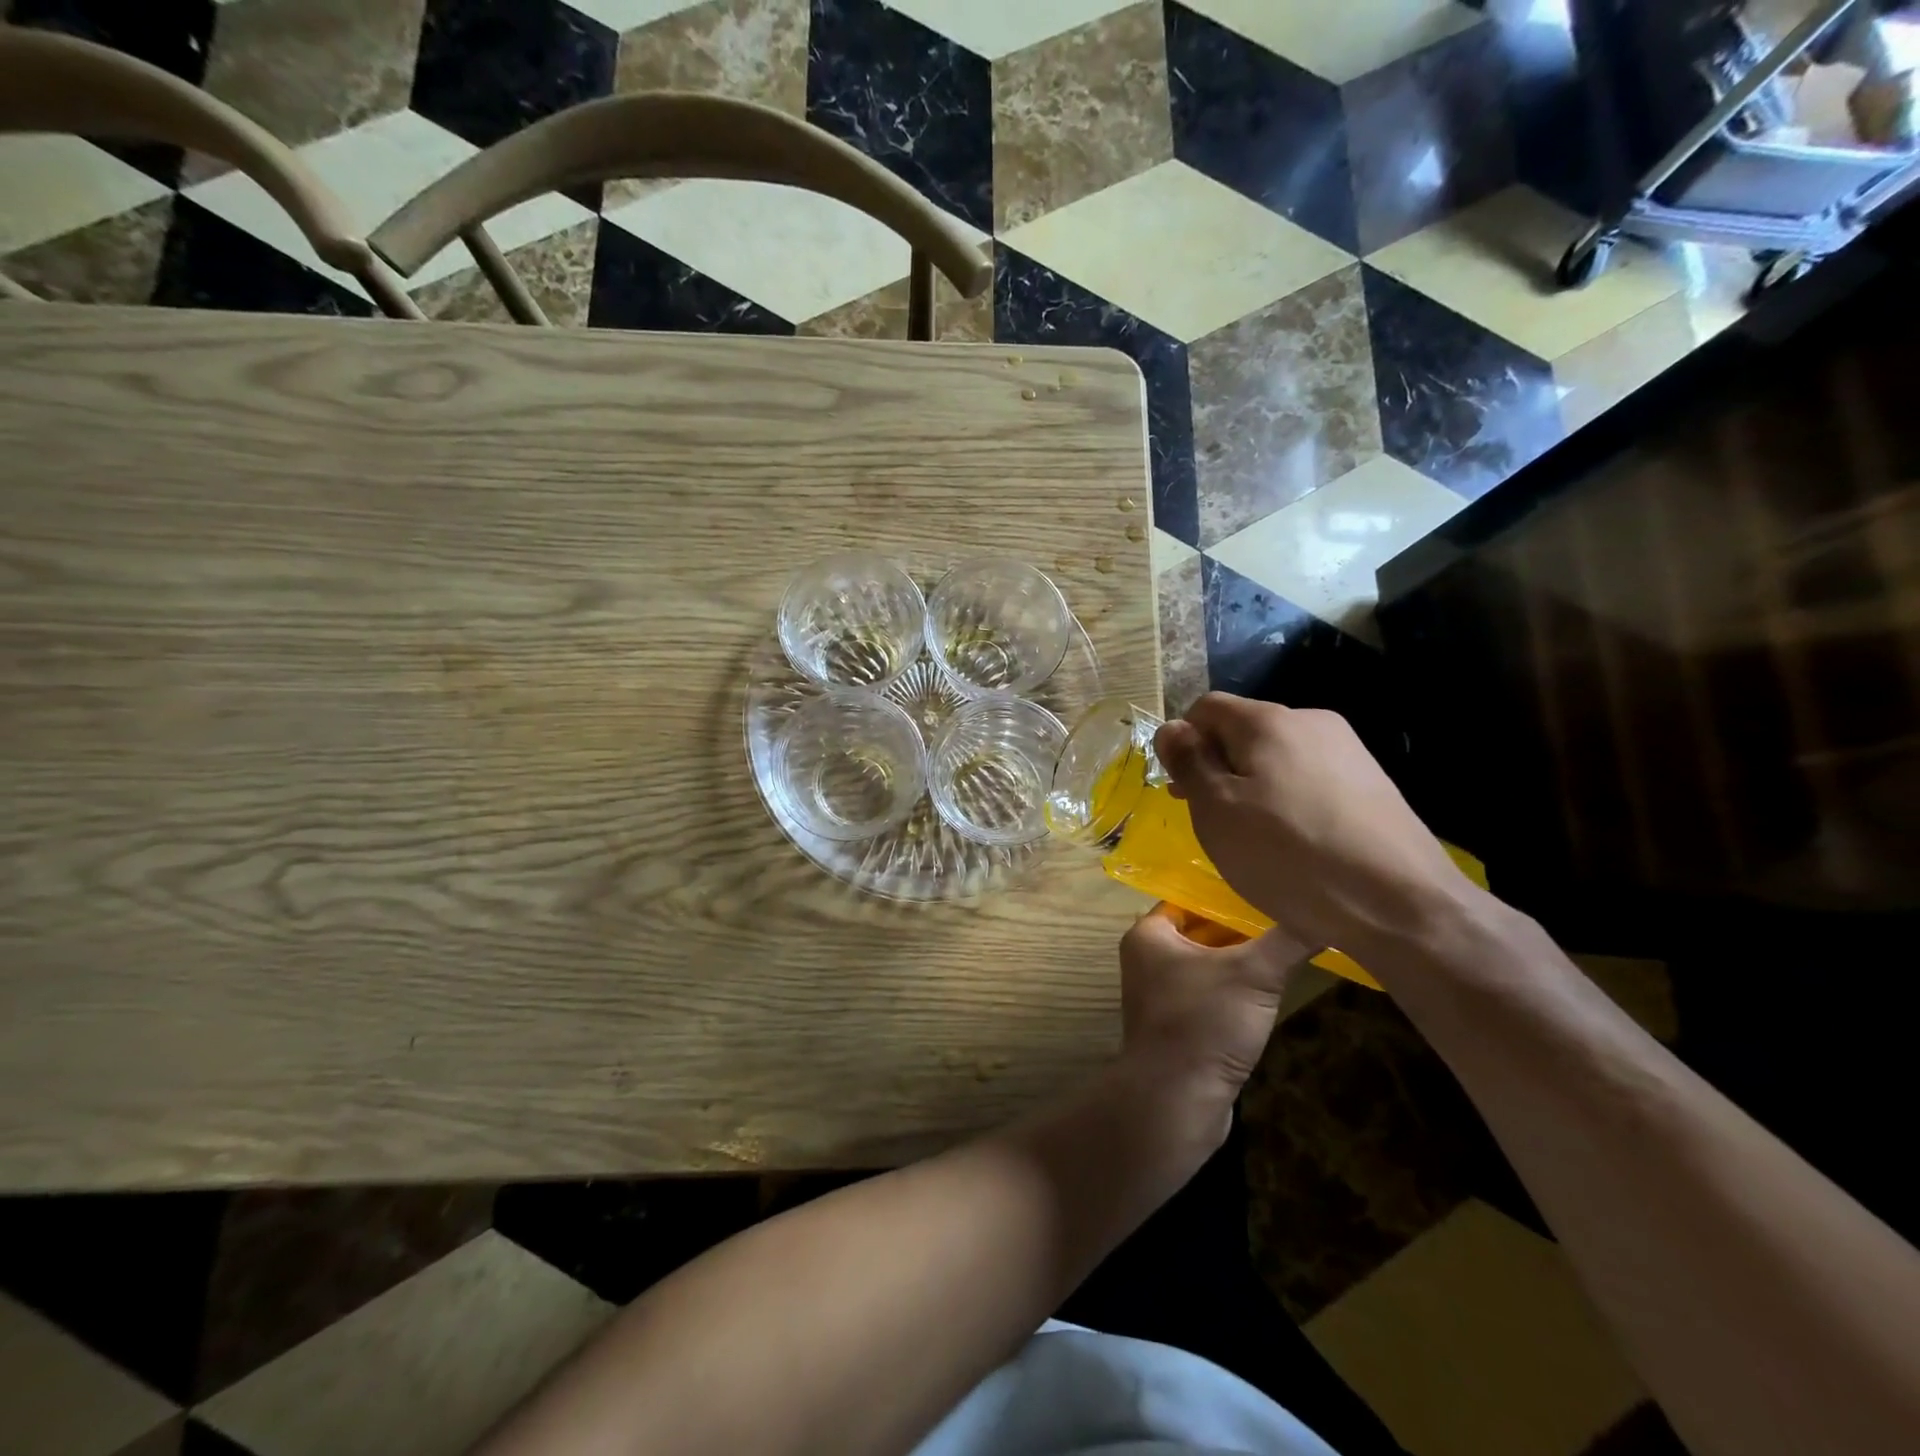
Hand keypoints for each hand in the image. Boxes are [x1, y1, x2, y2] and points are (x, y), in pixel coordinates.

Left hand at [1117, 904, 1307, 1142]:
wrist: (1177, 1100)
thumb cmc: (1205, 1022)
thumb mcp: (1254, 974)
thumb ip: (1288, 939)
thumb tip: (1328, 911)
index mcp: (1150, 934)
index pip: (1192, 897)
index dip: (1230, 892)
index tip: (1270, 886)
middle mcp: (1149, 958)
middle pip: (1203, 930)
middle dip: (1242, 926)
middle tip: (1288, 914)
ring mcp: (1162, 993)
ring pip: (1209, 963)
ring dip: (1243, 959)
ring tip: (1289, 944)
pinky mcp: (1179, 1024)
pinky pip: (1211, 993)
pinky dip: (1237, 988)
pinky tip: (1272, 988)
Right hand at [1154, 693, 1469, 955]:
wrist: (1401, 904)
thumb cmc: (1289, 855)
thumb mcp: (1217, 811)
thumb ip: (1189, 762)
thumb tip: (1171, 728)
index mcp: (1269, 721)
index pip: (1207, 707)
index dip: (1183, 742)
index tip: (1180, 789)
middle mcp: (1311, 722)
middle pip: (1245, 730)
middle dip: (1218, 766)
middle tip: (1209, 818)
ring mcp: (1349, 751)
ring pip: (1278, 757)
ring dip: (1251, 785)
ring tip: (1252, 836)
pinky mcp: (1372, 784)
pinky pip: (1310, 779)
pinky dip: (1288, 801)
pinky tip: (1294, 843)